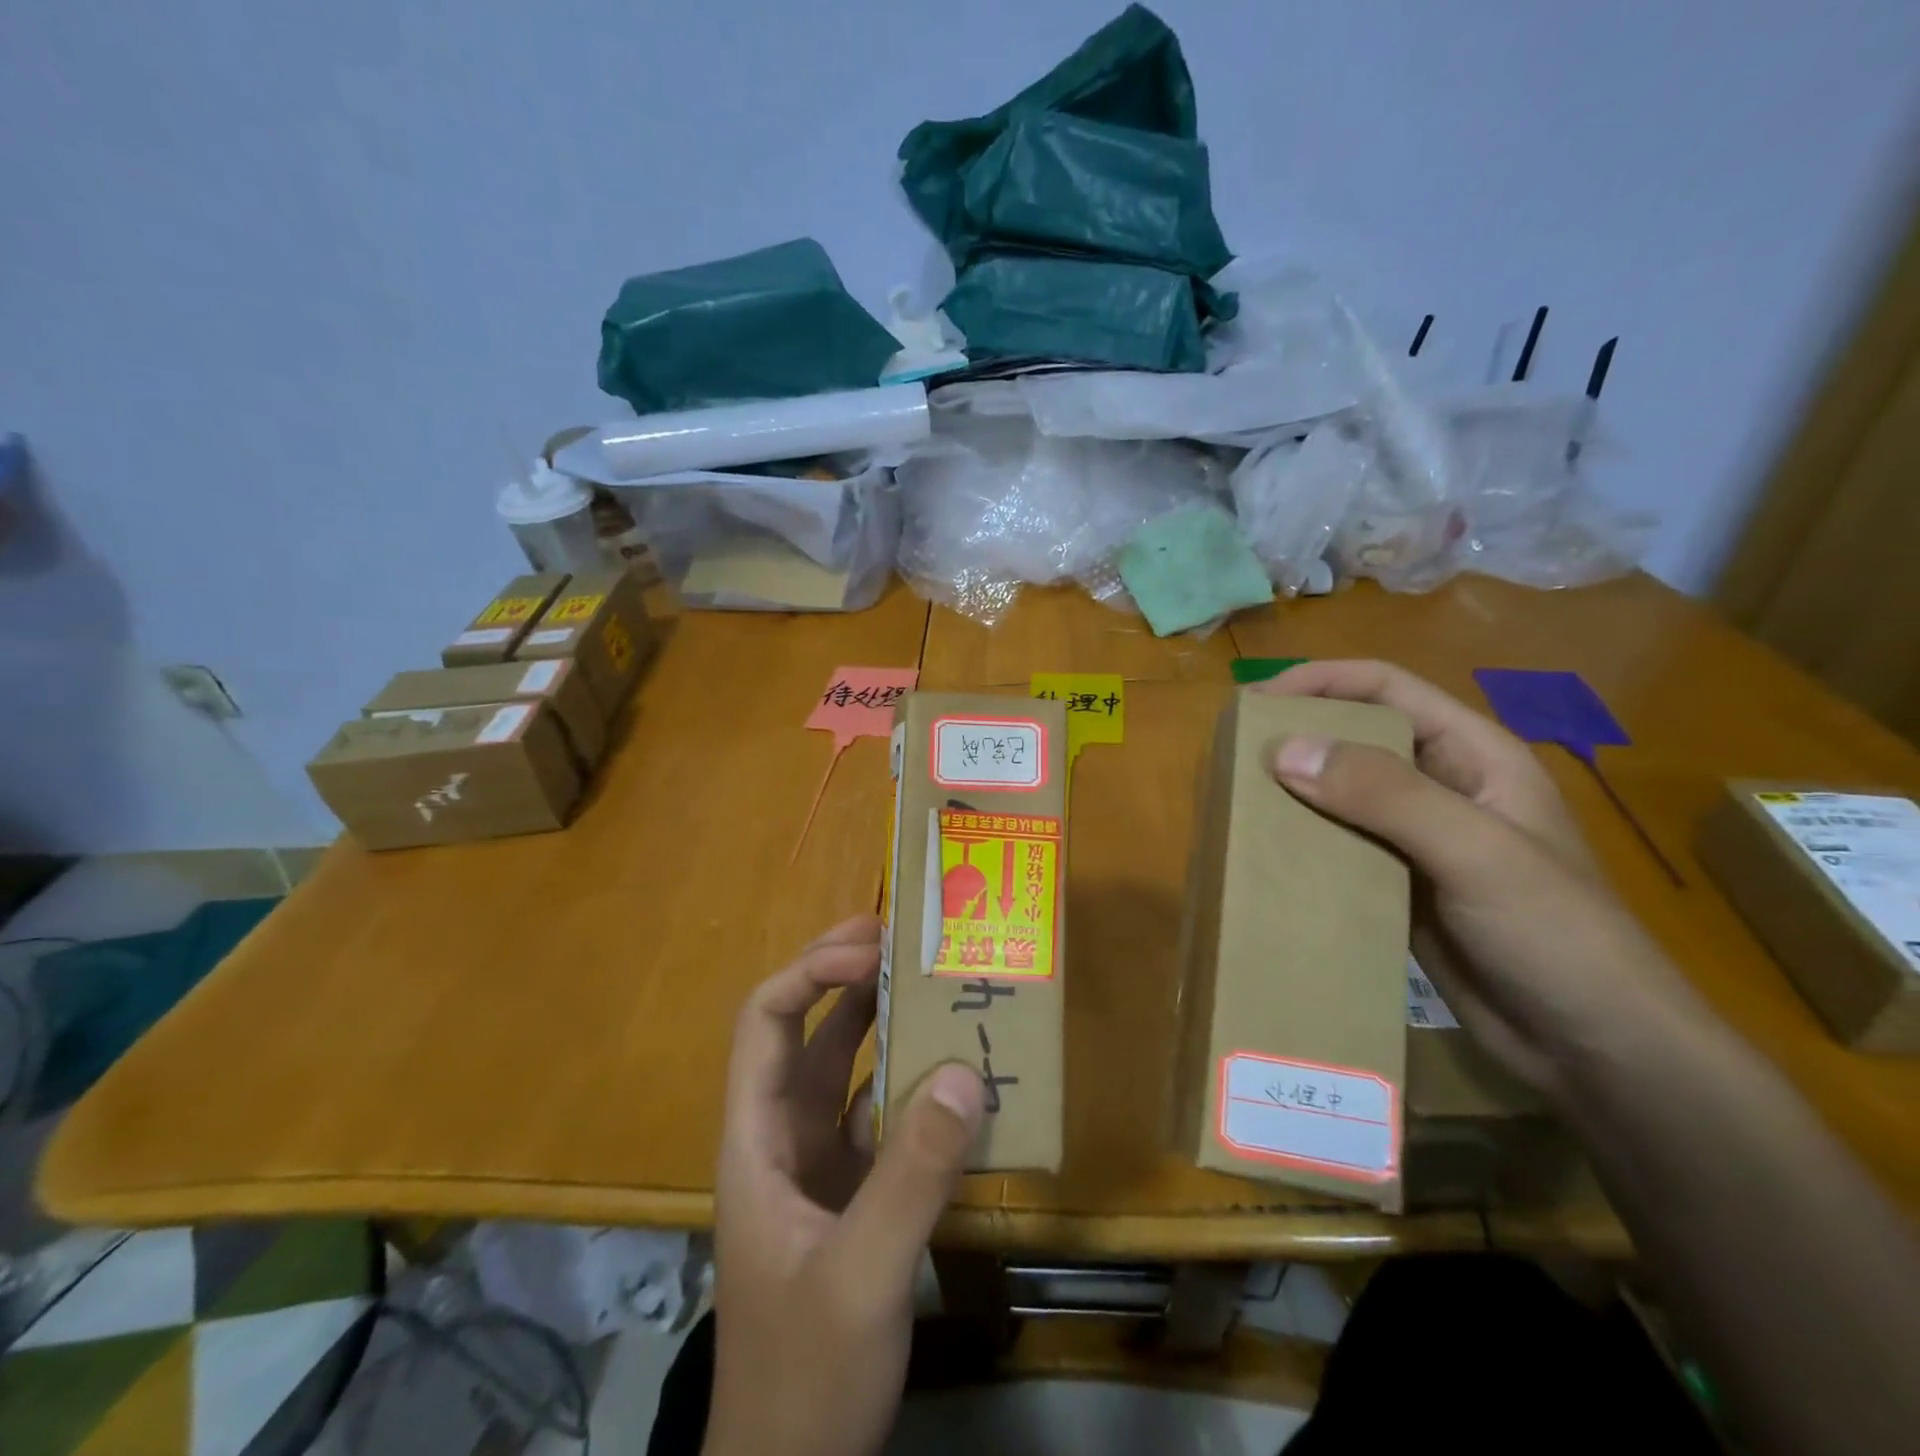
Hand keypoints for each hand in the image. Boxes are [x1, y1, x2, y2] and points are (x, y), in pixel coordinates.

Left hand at [706, 915, 986, 1455]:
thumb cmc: (804, 1376)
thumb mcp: (860, 1276)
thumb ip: (912, 1176)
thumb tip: (966, 1071)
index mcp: (757, 1138)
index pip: (766, 1022)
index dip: (813, 974)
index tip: (872, 952)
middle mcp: (781, 1137)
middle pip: (803, 1032)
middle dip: (844, 976)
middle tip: (898, 934)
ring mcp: (816, 1166)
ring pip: (843, 1071)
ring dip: (879, 1023)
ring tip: (928, 982)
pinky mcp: (850, 1194)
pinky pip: (879, 1116)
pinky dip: (910, 1084)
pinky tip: (951, 1075)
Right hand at [1258, 660, 1706, 1100]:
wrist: (1594, 1049)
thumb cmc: (1554, 933)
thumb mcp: (1473, 850)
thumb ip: (1384, 794)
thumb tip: (1283, 750)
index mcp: (1472, 754)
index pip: (1385, 688)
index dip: (1320, 680)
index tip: (1256, 702)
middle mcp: (1441, 787)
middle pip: (1355, 737)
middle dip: (1296, 736)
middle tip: (1233, 755)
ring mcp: (1416, 840)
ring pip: (1340, 795)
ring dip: (1291, 793)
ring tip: (1235, 801)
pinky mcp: (1397, 887)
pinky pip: (1337, 849)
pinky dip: (1299, 844)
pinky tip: (1264, 856)